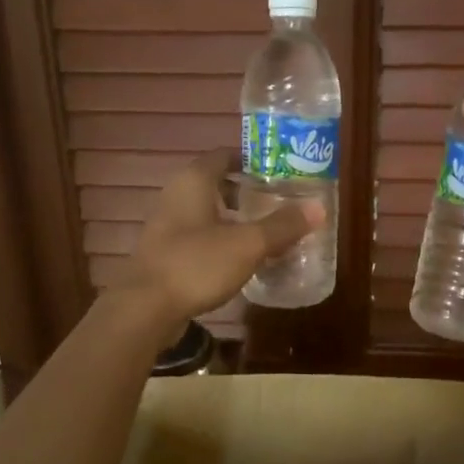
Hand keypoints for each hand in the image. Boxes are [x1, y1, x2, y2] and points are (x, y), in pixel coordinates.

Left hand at [116, 149, 323, 326]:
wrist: (145, 308)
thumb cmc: (196, 264)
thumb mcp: (247, 244)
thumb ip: (282, 225)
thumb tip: (318, 208)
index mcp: (194, 181)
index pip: (225, 155)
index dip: (252, 160)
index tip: (280, 171)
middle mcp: (176, 195)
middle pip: (217, 184)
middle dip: (248, 192)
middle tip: (280, 202)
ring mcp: (167, 225)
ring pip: (208, 212)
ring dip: (235, 219)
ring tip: (268, 232)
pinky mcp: (165, 253)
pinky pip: (200, 236)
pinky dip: (222, 240)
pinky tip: (242, 259)